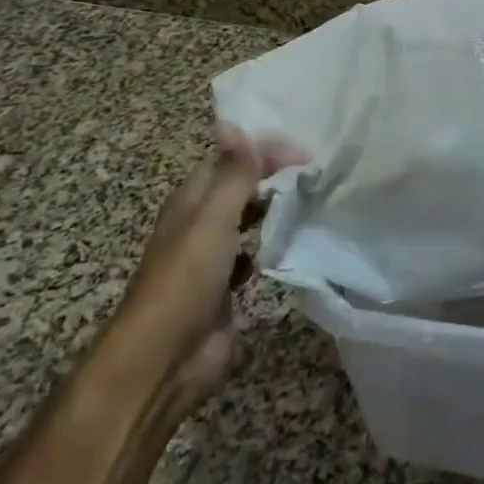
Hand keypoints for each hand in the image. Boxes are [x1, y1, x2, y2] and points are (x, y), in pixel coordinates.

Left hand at [114, 125, 304, 406]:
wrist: (165, 360)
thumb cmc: (186, 281)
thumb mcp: (212, 219)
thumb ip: (231, 174)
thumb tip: (233, 123)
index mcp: (192, 200)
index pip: (230, 158)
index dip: (264, 149)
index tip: (307, 156)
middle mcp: (201, 222)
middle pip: (240, 186)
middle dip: (274, 177)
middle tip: (318, 176)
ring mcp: (213, 257)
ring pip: (249, 220)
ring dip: (276, 210)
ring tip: (315, 202)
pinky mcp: (226, 288)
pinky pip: (255, 255)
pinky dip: (273, 246)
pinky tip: (296, 245)